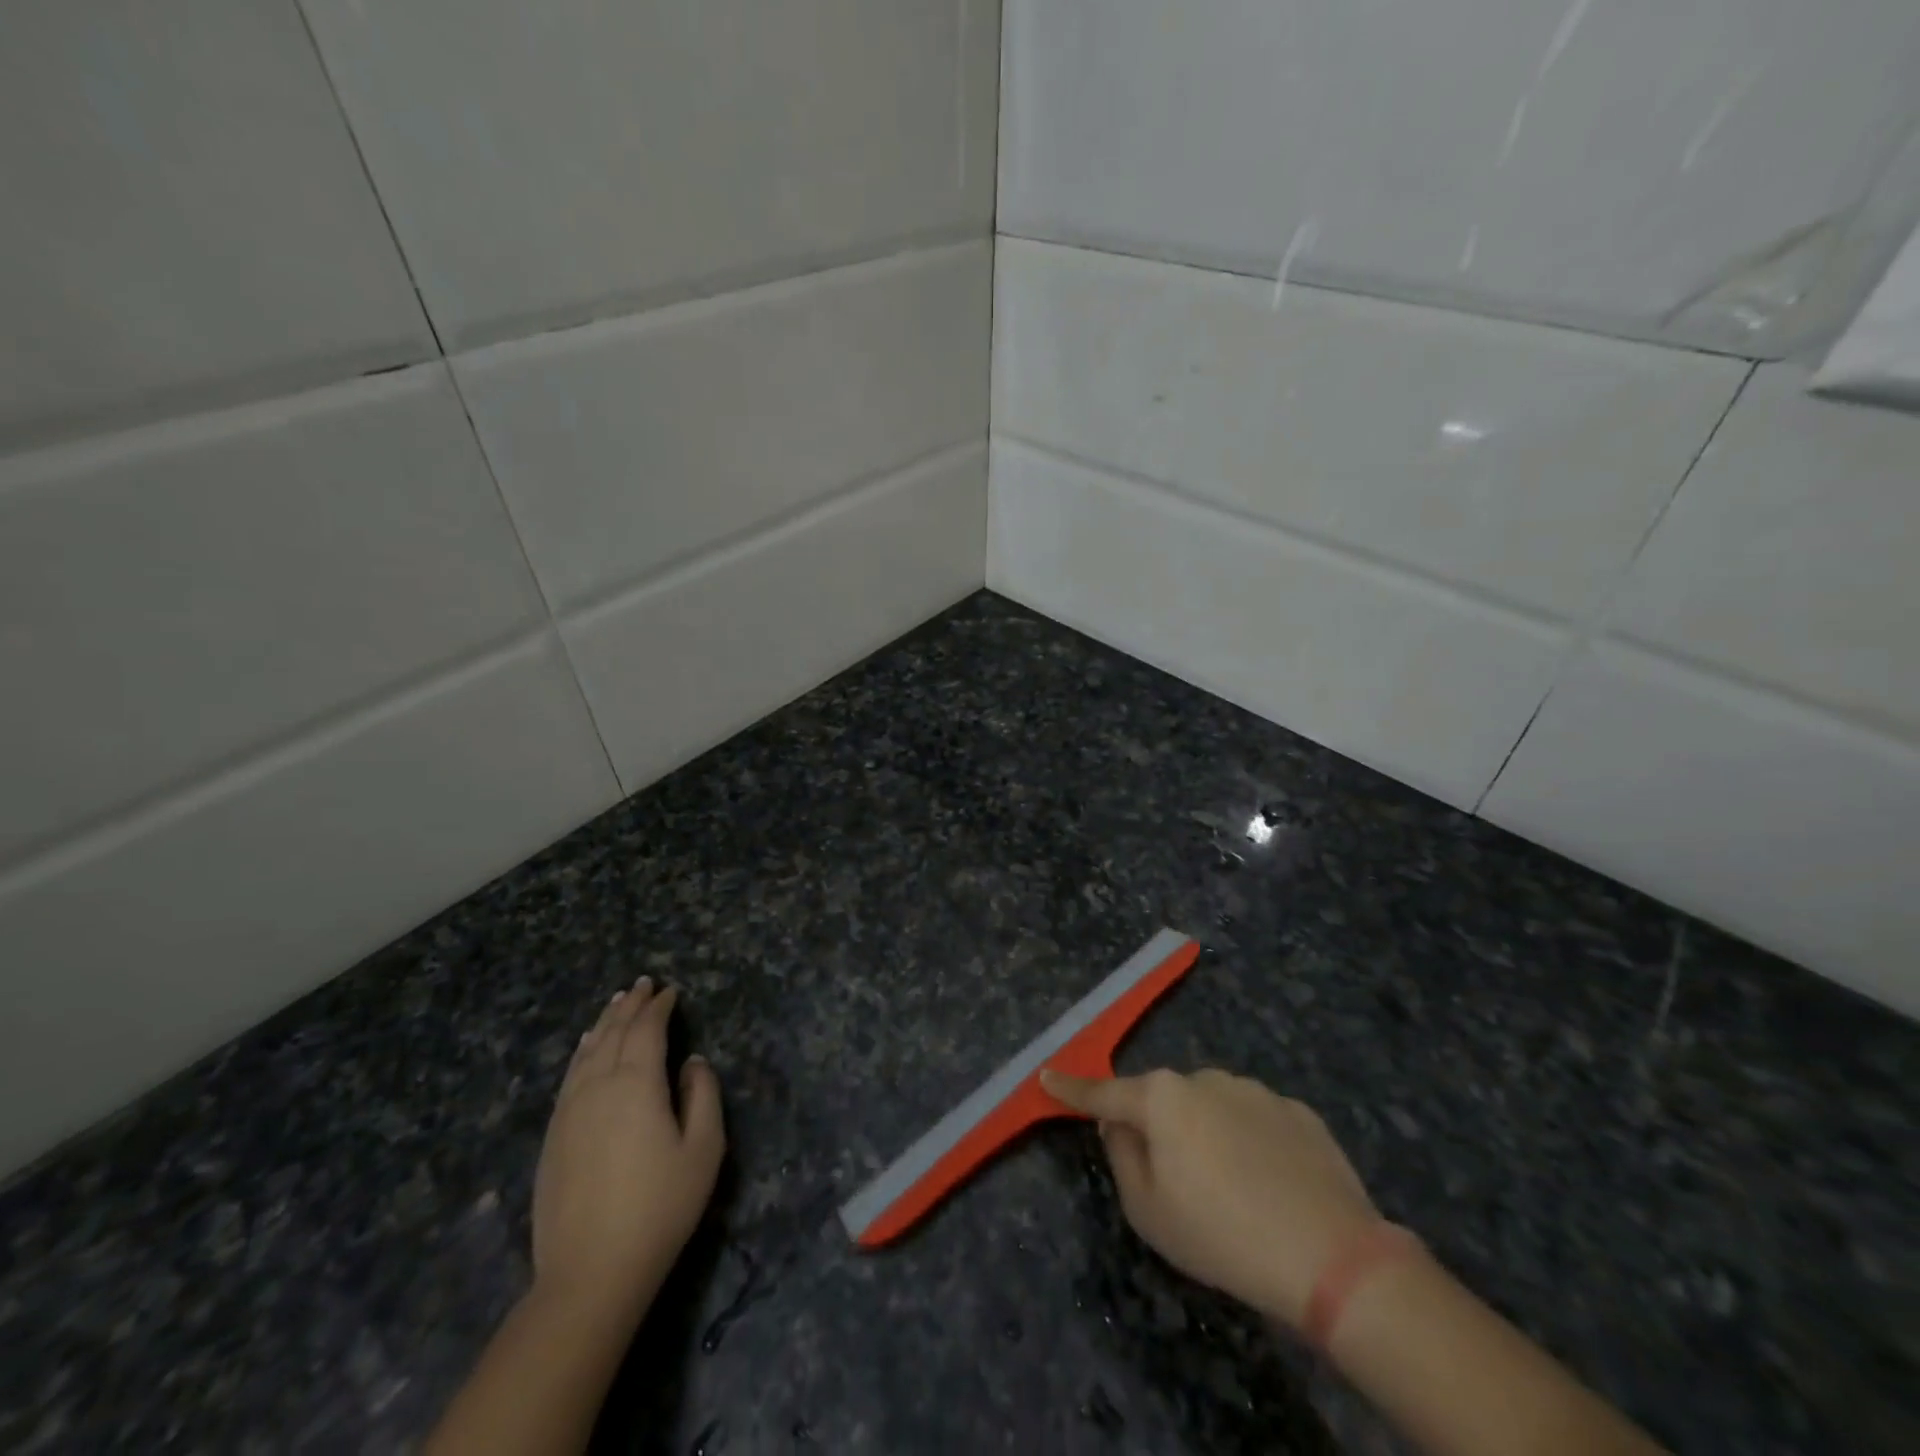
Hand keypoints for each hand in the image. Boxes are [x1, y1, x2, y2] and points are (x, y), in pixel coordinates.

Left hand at [532, 978, 724, 1317]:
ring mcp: (569, 1111)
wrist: (590, 1273)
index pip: (647, 1030)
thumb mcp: (703, 1149)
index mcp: (636, 1084)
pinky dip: (582, 1052)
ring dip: (605, 1023)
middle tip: (644, 984)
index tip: (670, 991)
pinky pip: (569, 1076)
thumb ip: (703, 1095)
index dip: (659, 1007)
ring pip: (587, 1051)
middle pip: (614, 1033)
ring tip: (616, 1003)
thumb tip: (692, 1061)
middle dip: (631, 1005)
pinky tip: (586, 1048)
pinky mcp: (553, 1136)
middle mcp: (598, 1086)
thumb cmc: (660, 1208)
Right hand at [1041, 1068, 1378, 1327]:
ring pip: (1212, 1107)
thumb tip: (1118, 1123)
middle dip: (1159, 1127)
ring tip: (1235, 1191)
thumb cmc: (1221, 1234)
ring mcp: (1254, 1090)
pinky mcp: (1296, 1110)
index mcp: (1162, 1098)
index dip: (1072, 1088)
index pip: (1104, 1092)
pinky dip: (1251, 1143)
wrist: (1331, 1256)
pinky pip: (1256, 1120)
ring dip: (1208, 1134)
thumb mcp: (1148, 1210)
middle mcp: (1204, 1078)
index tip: (1048, 1074)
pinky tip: (1272, 1185)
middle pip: (1164, 1100)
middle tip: (1177, 1182)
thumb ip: (1121, 1155)